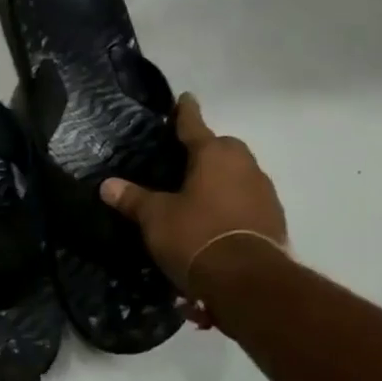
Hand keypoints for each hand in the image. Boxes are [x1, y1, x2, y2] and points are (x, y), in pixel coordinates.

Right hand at [100, 94, 286, 319]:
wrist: (248, 282)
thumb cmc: (196, 235)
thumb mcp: (155, 217)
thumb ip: (133, 198)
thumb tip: (107, 185)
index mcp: (214, 155)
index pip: (194, 125)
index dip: (186, 112)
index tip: (185, 98)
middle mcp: (244, 166)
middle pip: (223, 149)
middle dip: (207, 151)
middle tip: (184, 162)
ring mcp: (264, 193)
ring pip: (238, 175)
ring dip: (222, 180)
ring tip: (198, 196)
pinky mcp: (274, 221)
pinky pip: (247, 202)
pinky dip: (232, 205)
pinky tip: (216, 222)